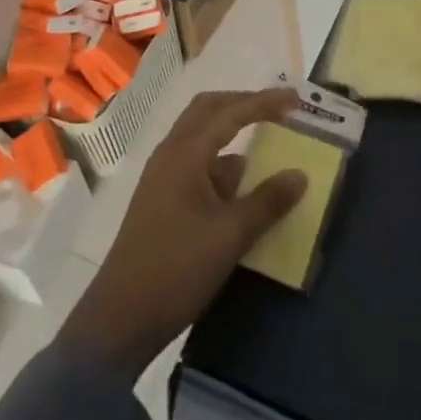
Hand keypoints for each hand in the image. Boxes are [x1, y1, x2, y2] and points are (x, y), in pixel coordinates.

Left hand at [57, 88, 306, 375]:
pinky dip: (221, 163)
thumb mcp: (230, 236)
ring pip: (201, 137)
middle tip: (278, 111)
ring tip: (265, 147)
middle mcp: (171, 153)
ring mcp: (162, 176)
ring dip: (232, 134)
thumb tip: (300, 174)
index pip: (230, 112)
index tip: (297, 101)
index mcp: (185, 153)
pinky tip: (241, 187)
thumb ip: (267, 202)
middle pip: (209, 110)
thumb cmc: (176, 269)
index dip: (265, 102)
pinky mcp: (161, 198)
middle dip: (244, 105)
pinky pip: (196, 163)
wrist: (120, 319)